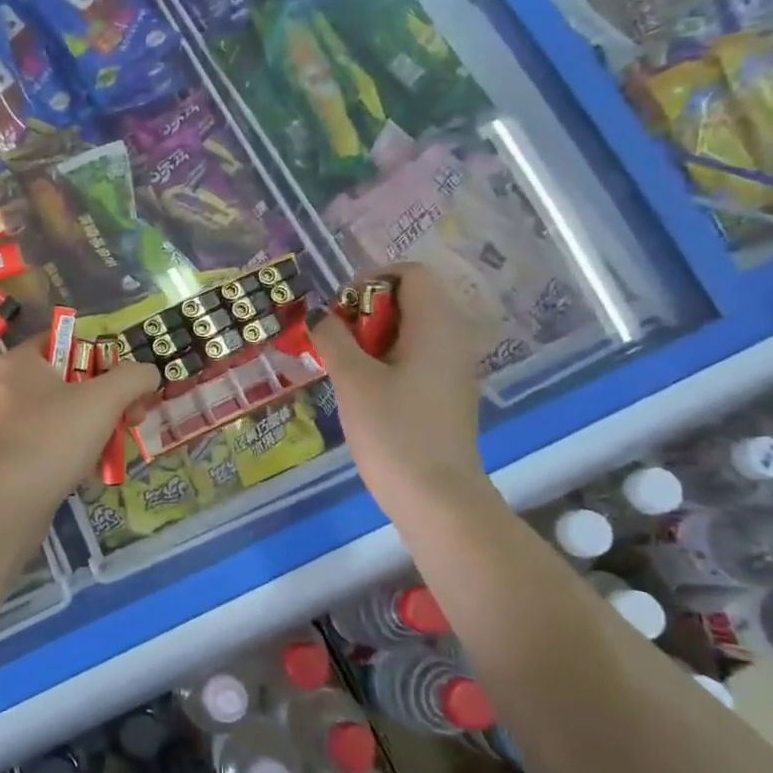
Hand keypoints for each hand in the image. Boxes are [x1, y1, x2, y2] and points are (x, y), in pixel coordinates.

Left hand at [0, 339, 160, 503]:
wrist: (7, 503)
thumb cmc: (54, 436)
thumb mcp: (105, 399)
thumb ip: (133, 378)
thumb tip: (149, 373)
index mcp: (18, 361)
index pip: (62, 341)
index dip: (99, 354)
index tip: (124, 380)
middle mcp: (1, 387)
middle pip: (64, 381)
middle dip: (103, 399)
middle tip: (131, 418)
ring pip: (55, 416)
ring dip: (90, 429)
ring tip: (114, 449)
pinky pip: (42, 445)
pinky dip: (67, 453)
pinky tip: (89, 472)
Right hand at [311, 264, 489, 512]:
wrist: (437, 499)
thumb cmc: (394, 432)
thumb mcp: (353, 379)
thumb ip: (333, 338)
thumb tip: (319, 316)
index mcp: (436, 325)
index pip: (409, 273)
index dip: (369, 280)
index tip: (339, 311)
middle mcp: (453, 338)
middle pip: (409, 300)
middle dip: (366, 312)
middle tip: (335, 342)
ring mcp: (453, 368)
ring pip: (410, 331)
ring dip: (372, 339)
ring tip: (344, 368)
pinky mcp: (447, 394)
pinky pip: (416, 358)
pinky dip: (387, 361)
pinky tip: (365, 391)